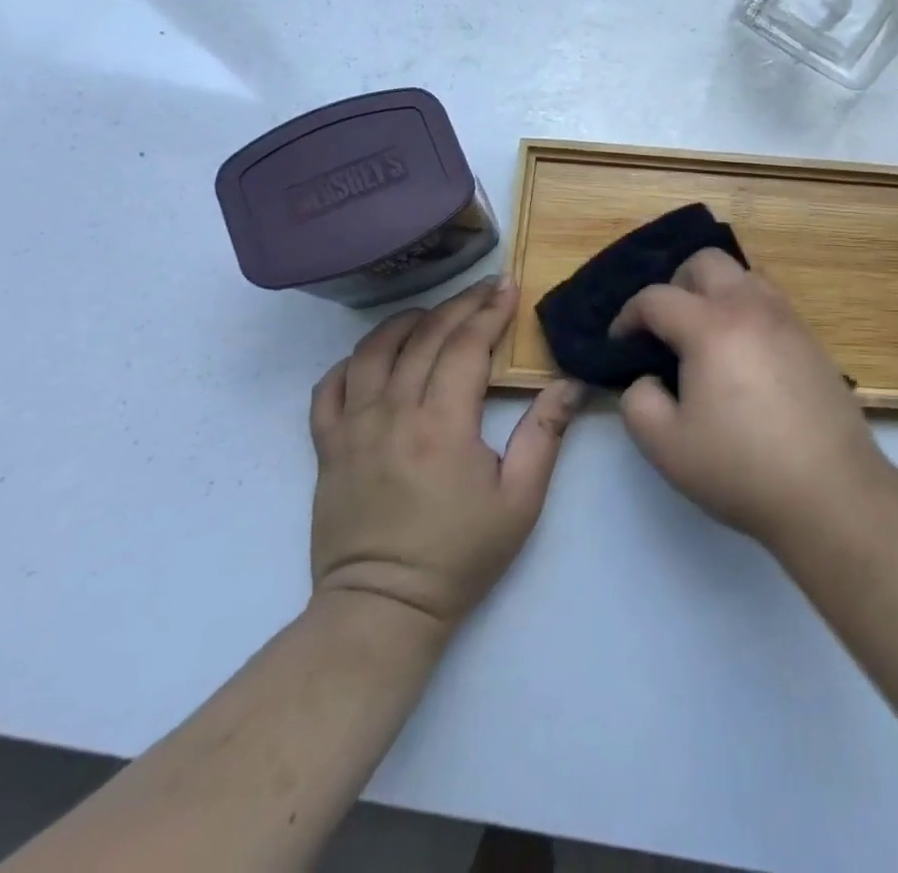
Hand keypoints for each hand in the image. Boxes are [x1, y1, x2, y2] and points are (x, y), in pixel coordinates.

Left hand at [309, 278, 584, 628]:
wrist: (382, 609)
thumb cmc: (459, 555)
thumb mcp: (521, 500)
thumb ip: (545, 434)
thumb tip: (570, 383)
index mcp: (443, 424)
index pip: (467, 345)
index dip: (491, 311)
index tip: (509, 287)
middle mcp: (394, 413)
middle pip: (426, 337)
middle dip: (460, 305)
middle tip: (485, 287)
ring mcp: (353, 428)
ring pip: (374, 351)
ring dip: (407, 321)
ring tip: (434, 312)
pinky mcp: (327, 447)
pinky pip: (329, 388)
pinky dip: (352, 361)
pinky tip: (376, 356)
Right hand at [611, 249, 889, 547]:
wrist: (830, 489)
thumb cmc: (741, 468)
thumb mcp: (666, 446)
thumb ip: (638, 402)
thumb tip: (647, 378)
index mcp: (711, 325)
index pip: (656, 297)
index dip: (628, 316)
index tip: (620, 343)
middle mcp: (751, 306)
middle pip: (705, 261)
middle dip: (675, 285)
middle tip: (665, 328)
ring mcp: (787, 317)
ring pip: (743, 274)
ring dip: (715, 292)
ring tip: (706, 336)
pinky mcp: (811, 336)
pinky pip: (770, 300)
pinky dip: (746, 309)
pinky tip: (743, 354)